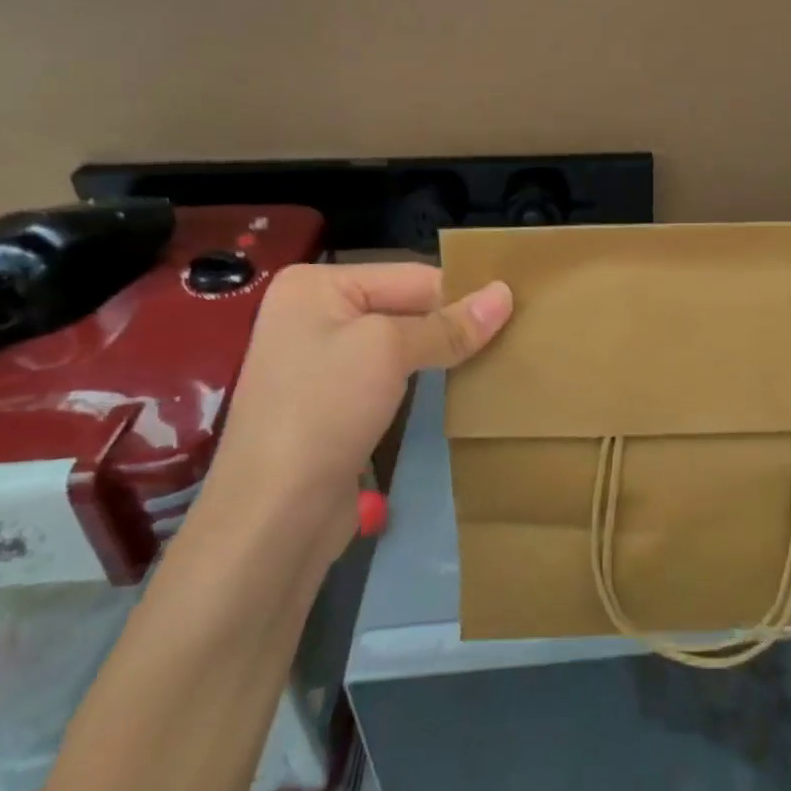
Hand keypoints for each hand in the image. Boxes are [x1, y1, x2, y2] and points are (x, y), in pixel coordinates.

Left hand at [206, 263, 511, 554]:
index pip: (410, 275)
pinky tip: (460, 383)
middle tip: (516, 330)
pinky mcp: (333, 402)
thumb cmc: (324, 411)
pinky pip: (390, 374)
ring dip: (443, 350)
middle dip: (453, 321)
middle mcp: (313, 314)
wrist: (273, 516)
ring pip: (401, 342)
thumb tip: (506, 293)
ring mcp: (320, 361)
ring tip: (498, 354)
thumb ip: (449, 324)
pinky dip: (424, 376)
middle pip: (405, 305)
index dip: (462, 292)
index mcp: (315, 284)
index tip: (518, 307)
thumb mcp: (389, 351)